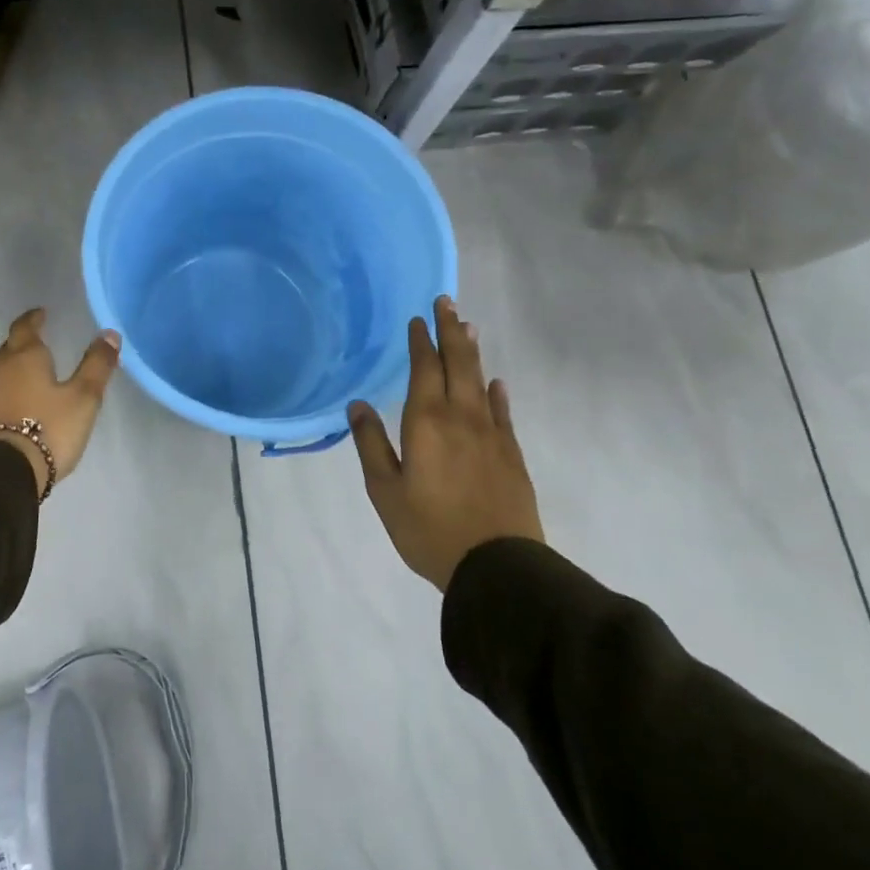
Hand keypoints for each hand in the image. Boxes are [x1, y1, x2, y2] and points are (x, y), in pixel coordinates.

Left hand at [0, 309, 121, 493]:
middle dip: (24, 341)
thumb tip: (109, 333)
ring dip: (15, 366)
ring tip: (32, 370)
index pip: (25, 327)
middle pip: (10, 346)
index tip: (41, 314)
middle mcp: (0, 369)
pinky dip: (8, 389)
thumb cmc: (48, 428)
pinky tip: (19, 401)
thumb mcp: (83, 397)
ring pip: (1, 370)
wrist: (3, 472)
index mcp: (25, 356)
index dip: (34, 318)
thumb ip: (97, 365)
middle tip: (39, 339)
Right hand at [348, 296, 543, 592]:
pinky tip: (497, 383)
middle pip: (458, 363)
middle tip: (447, 302)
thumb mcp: (385, 490)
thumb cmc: (429, 529)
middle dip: (451, 330)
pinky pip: (503, 412)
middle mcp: (462, 417)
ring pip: (481, 381)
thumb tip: (358, 404)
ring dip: (473, 352)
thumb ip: (371, 444)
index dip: (421, 341)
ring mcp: (491, 434)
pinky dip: (497, 393)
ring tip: (469, 327)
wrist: (498, 566)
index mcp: (427, 421)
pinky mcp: (511, 454)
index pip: (425, 369)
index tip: (418, 318)